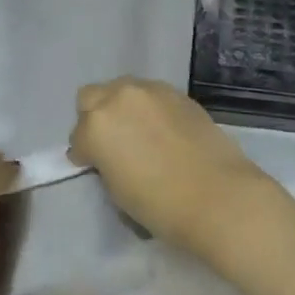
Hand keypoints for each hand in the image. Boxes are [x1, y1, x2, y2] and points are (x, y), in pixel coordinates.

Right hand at [70, 78, 279, 262]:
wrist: (216, 195)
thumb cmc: (159, 205)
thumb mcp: (115, 189)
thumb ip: (104, 161)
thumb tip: (107, 155)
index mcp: (96, 125)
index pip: (78, 136)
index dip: (85, 154)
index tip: (95, 166)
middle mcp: (119, 98)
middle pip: (92, 97)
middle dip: (95, 117)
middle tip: (111, 143)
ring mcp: (151, 91)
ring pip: (123, 90)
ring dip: (123, 108)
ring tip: (139, 133)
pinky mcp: (178, 93)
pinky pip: (152, 94)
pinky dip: (149, 108)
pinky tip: (163, 130)